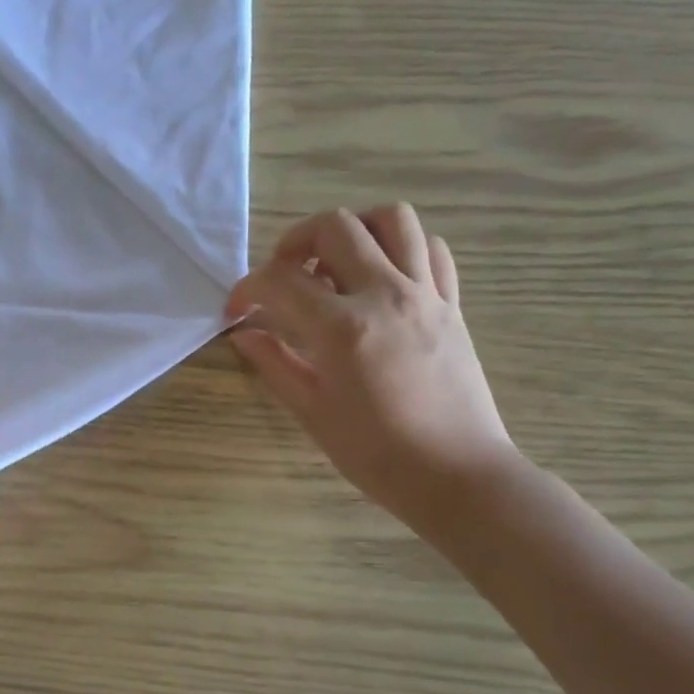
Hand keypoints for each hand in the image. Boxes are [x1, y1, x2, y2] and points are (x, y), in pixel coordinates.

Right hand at [227, 204, 516, 532]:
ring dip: (354, 230)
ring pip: (393, 218)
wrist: (457, 475)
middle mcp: (385, 295)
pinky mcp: (452, 304)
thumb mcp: (312, 412)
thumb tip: (243, 333)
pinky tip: (382, 278)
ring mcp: (425, 294)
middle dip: (295, 242)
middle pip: (335, 226)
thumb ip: (274, 363)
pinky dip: (402, 248)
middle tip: (284, 276)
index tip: (236, 309)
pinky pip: (431, 249)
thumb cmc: (376, 453)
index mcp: (342, 328)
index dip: (247, 289)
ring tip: (335, 265)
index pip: (280, 282)